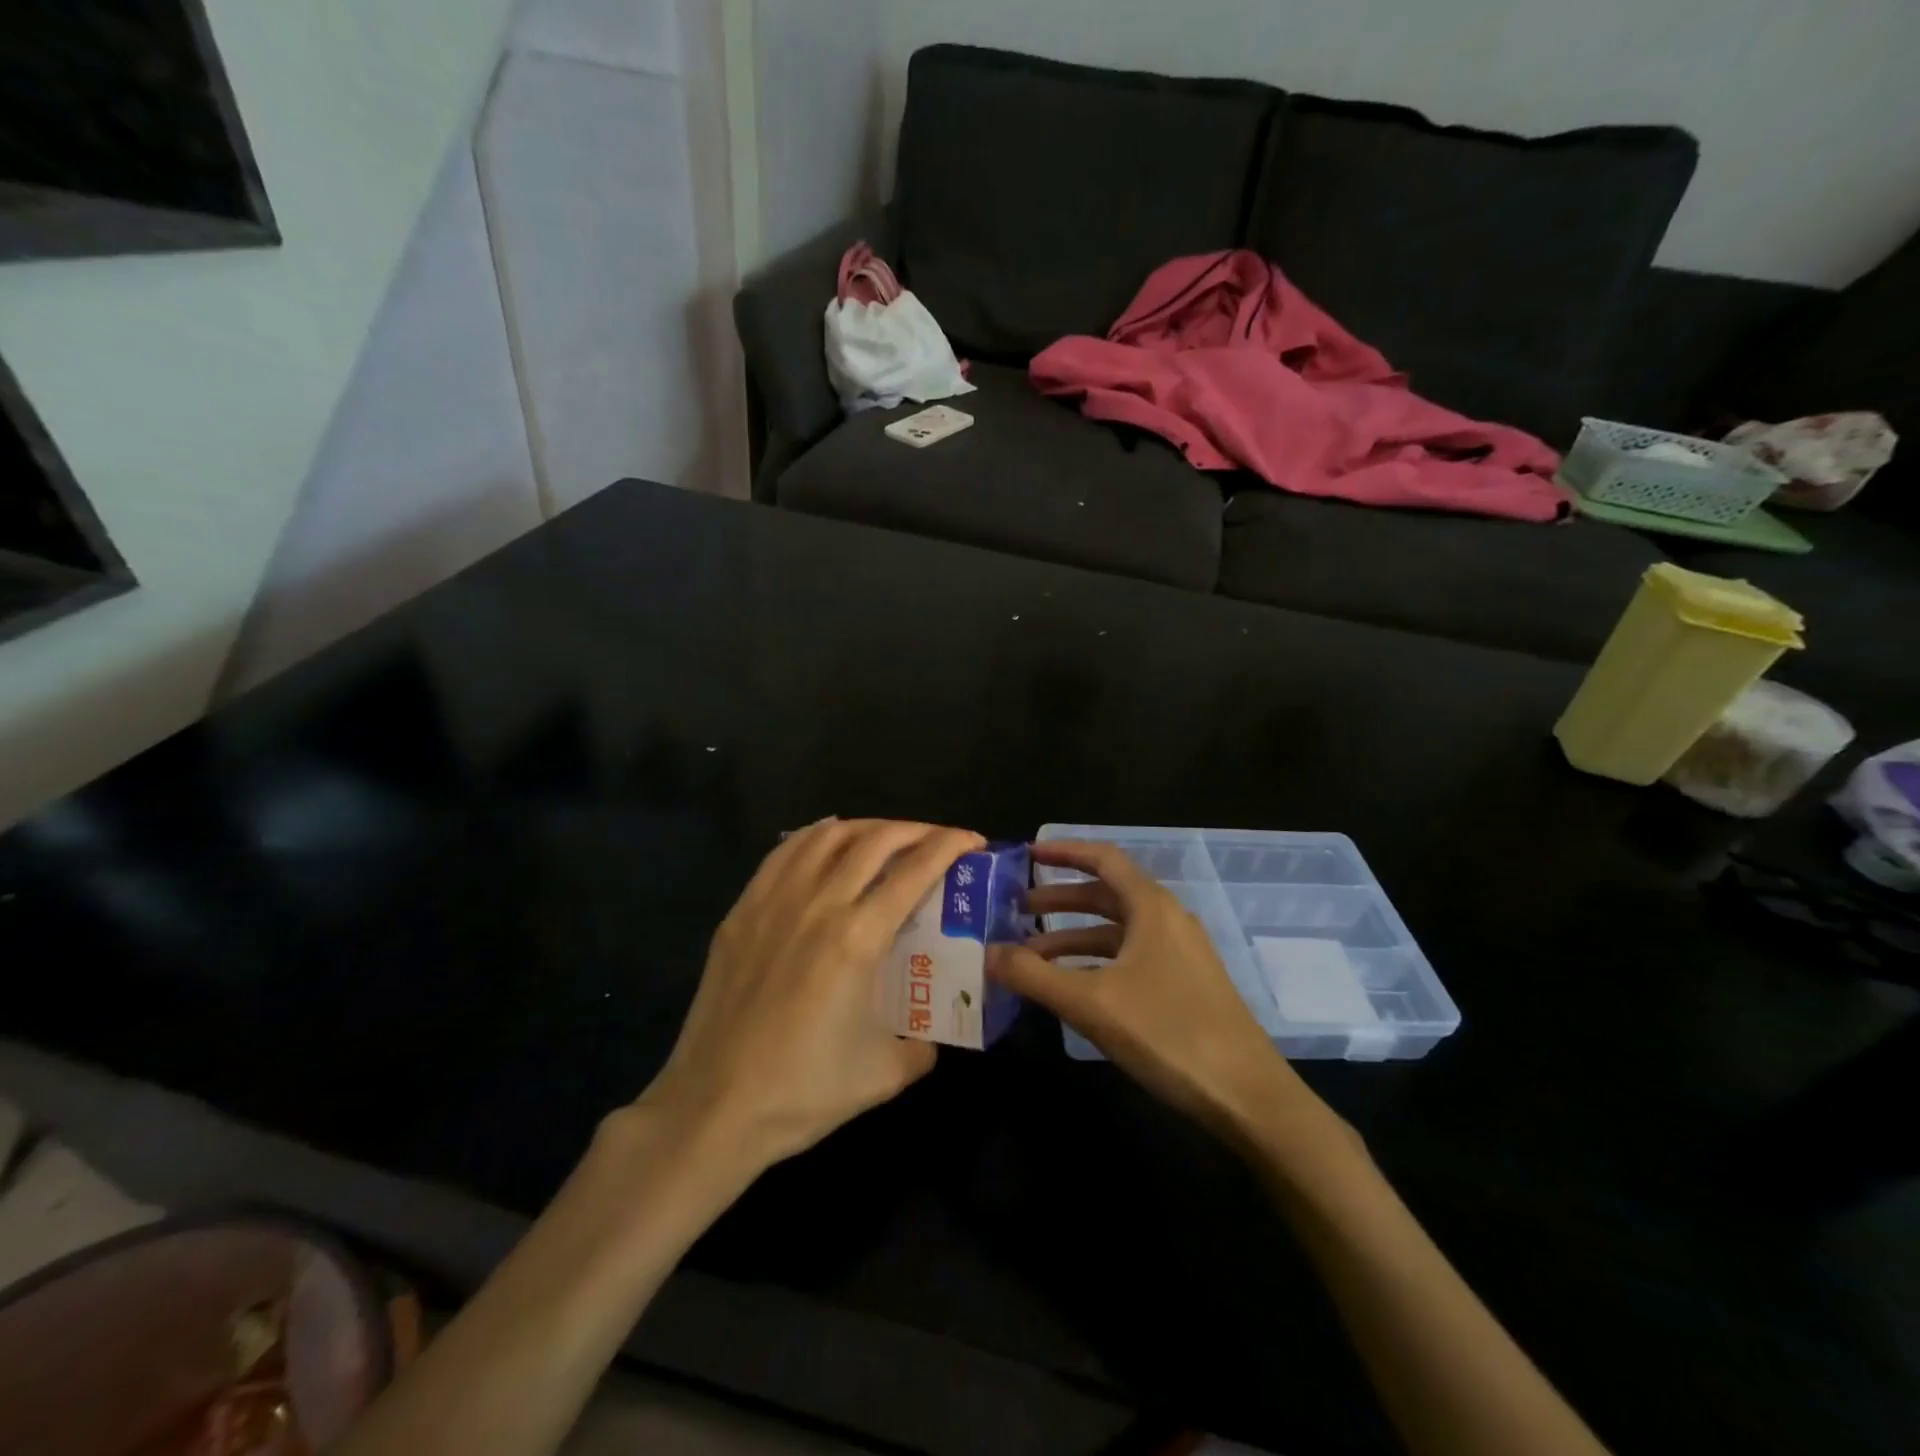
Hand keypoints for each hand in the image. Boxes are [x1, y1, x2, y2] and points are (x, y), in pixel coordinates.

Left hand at [639, 818, 983, 1175]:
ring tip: (885, 838)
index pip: (915, 869)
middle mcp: (818, 905)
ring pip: (826, 836)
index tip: (972, 841)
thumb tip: (930, 1033)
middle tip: (936, 840)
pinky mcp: (741, 912)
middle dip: (916, 830)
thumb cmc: (803, 1091)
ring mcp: (773, 902)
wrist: (714, 1107)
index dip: (950, 846)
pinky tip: (827, 841)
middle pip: (875, 840)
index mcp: (858, 938)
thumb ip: (922, 1044)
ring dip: (866, 827)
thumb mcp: (886, 1074)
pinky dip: (814, 836)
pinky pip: (782, 853)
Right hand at [989, 841, 1330, 1145]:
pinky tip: (1071, 987)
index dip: (1063, 852)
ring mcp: (1179, 953)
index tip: (1026, 855)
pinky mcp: (1184, 984)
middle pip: (1106, 894)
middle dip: (1059, 900)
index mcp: (1151, 907)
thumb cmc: (1168, 1033)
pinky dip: (1095, 961)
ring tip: (1030, 955)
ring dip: (1073, 936)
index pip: (1103, 858)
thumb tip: (987, 952)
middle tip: (1016, 910)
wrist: (1247, 1096)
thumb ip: (1034, 975)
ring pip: (1116, 930)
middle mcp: (1167, 920)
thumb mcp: (1091, 1003)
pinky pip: (1130, 957)